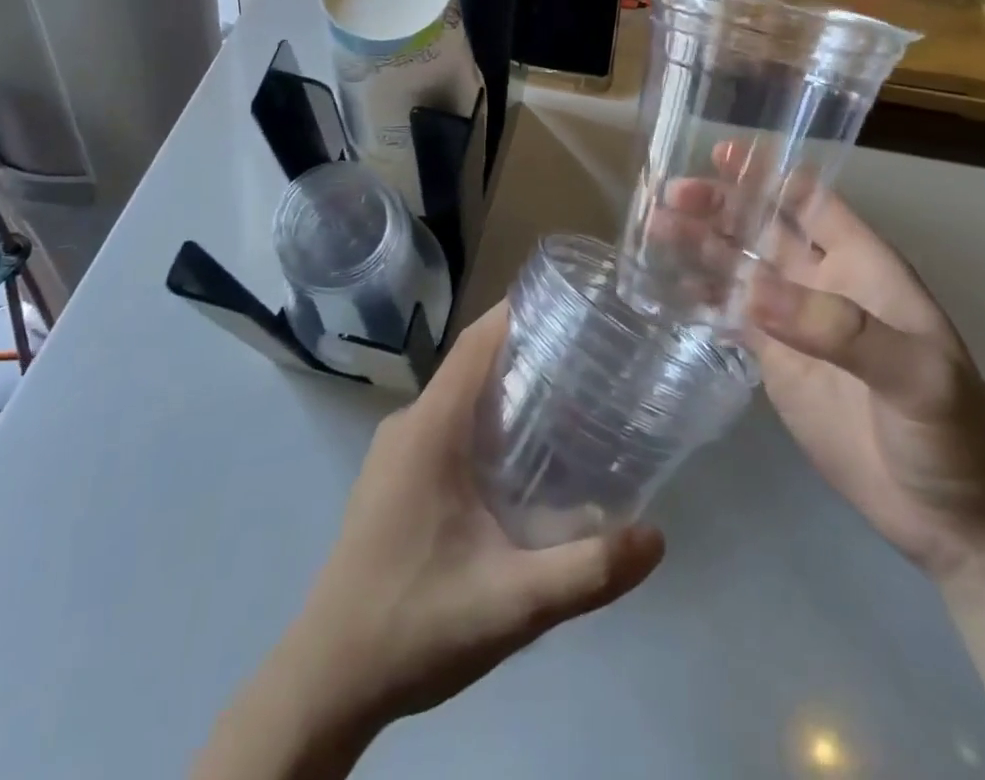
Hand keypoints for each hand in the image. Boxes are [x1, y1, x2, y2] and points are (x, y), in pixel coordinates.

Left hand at [279, 304, 665, 730]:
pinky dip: (484, 422)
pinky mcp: (393, 475)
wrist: (328, 678)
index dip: (521, 313)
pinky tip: (519, 460)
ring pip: (459, 397)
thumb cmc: (416, 624)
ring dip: (506, 391)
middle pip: (473, 365)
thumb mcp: (513, 603)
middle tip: (590, 362)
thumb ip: (587, 571)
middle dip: (528, 353)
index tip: (573, 307)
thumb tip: (656, 537)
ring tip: (568, 404)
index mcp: (431, 427)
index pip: (478, 342)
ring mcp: (395, 449)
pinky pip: (444, 425)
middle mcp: (409, 423)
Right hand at [663, 142, 984, 580]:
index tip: (721, 155)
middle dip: (719, 205)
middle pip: (762, 227)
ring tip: (653, 228)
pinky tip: (664, 284)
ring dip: (700, 244)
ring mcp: (795, 321)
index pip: (812, 200)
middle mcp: (823, 281)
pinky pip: (729, 315)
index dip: (769, 173)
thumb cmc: (956, 435)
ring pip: (738, 267)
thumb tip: (752, 291)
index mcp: (864, 265)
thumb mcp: (917, 376)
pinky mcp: (775, 361)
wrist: (956, 519)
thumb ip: (840, 330)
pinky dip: (699, 296)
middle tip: (671, 196)